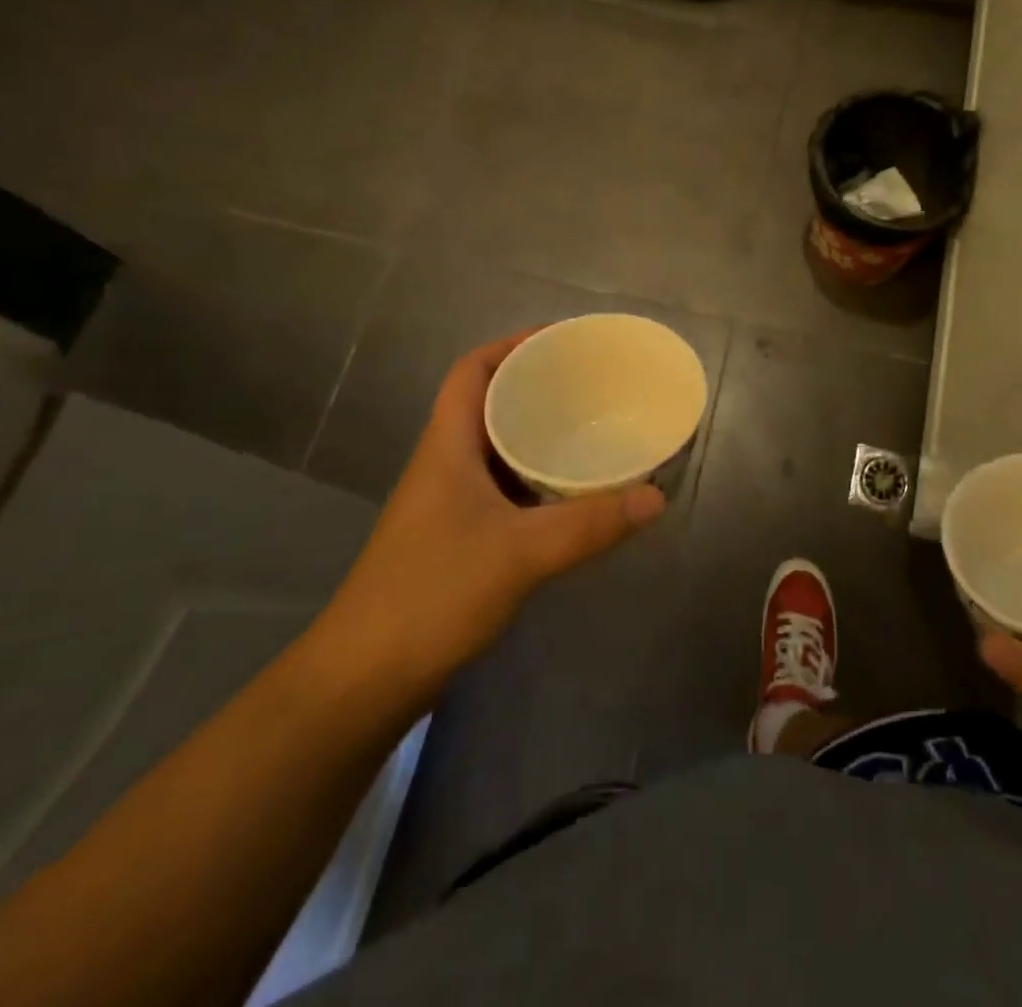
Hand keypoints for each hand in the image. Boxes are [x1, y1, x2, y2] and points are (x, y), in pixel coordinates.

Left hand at [317, 331, 665, 701]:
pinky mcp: (457, 537)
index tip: (563, 343)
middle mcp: (445, 464)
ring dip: (538, 435)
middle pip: (488, 404)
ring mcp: (448, 503)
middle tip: (592, 386)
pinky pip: (504, 489)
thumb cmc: (433, 593)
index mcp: (447, 445)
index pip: (472, 371)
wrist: (365, 679)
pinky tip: (571, 495)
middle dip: (537, 387)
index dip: (512, 346)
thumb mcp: (520, 553)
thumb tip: (656, 496)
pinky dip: (537, 480)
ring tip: (590, 429)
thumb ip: (590, 523)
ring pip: (497, 449)